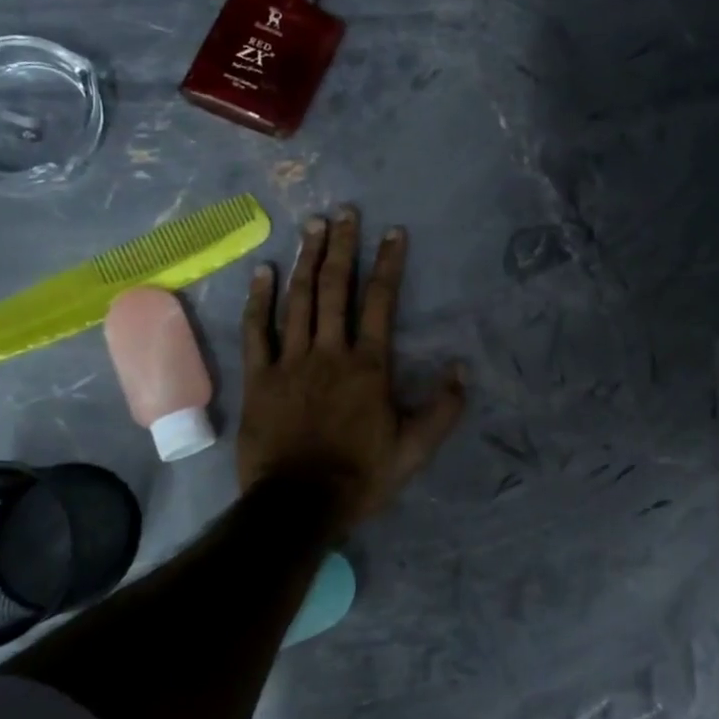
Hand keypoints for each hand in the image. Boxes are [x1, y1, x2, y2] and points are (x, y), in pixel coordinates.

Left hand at [239, 207, 465, 530]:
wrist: (298, 505)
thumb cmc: (361, 476)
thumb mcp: (416, 449)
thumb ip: (443, 409)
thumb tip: (462, 368)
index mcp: (368, 365)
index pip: (381, 301)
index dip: (388, 263)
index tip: (394, 232)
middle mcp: (330, 352)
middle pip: (335, 289)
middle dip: (342, 247)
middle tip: (345, 213)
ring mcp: (290, 362)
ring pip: (298, 300)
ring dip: (306, 260)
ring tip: (313, 226)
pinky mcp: (259, 378)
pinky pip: (256, 331)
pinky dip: (259, 299)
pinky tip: (263, 271)